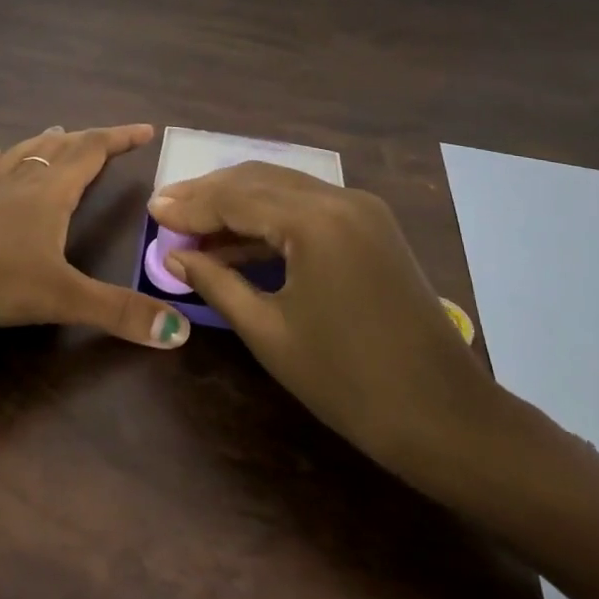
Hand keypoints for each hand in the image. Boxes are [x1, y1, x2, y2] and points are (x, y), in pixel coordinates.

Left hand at [0, 124, 192, 348]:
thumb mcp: (60, 297)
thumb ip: (117, 313)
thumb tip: (178, 332)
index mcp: (50, 194)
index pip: (92, 154)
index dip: (119, 140)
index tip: (145, 129)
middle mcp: (21, 183)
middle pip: (60, 150)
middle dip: (87, 141)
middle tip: (106, 136)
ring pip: (22, 156)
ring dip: (44, 143)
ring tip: (57, 129)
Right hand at [150, 163, 507, 494]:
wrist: (446, 418)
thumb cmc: (350, 383)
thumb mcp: (270, 333)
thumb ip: (217, 283)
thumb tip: (175, 255)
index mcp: (315, 220)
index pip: (236, 197)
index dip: (190, 205)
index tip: (151, 209)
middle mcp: (340, 198)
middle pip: (258, 180)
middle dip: (210, 195)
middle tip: (168, 210)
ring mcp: (361, 208)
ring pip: (283, 187)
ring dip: (238, 203)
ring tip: (195, 224)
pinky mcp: (372, 225)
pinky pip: (308, 206)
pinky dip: (270, 217)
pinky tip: (240, 239)